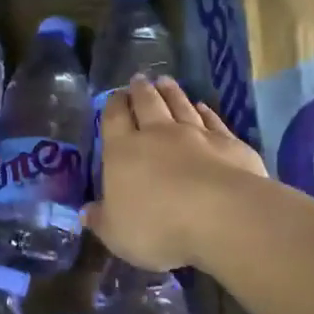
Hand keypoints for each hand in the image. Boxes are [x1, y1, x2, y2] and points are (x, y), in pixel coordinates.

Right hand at [84, 74, 266, 269]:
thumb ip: (101, 220)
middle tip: (138, 79)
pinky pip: (212, 120)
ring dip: (171, 92)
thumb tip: (85, 212)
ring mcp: (196, 135)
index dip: (112, 105)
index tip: (114, 96)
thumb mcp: (117, 233)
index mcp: (123, 151)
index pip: (114, 119)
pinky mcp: (228, 143)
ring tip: (165, 80)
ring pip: (180, 105)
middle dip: (140, 91)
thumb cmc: (158, 226)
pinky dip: (206, 111)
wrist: (222, 216)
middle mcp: (157, 134)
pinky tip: (202, 106)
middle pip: (147, 103)